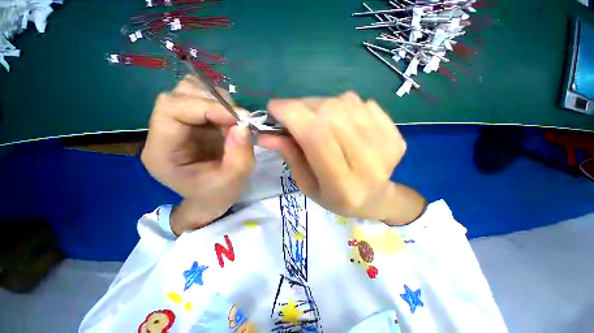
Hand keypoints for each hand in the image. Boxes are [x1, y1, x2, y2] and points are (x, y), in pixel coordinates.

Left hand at [142, 76, 254, 234]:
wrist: (211, 199)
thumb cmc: (217, 194)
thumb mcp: (233, 180)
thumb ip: (239, 155)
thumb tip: (243, 125)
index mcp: (161, 151)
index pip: (172, 109)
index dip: (206, 106)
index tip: (238, 117)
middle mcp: (163, 133)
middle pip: (178, 95)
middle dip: (212, 101)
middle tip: (239, 118)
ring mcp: (177, 126)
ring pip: (190, 92)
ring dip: (217, 101)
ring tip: (235, 121)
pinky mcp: (192, 124)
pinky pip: (203, 101)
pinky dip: (221, 106)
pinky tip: (231, 122)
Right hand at [258, 92, 425, 224]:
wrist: (376, 198)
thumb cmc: (335, 197)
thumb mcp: (307, 185)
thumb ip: (290, 156)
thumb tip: (266, 134)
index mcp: (343, 184)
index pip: (316, 136)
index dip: (291, 114)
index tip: (273, 108)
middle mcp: (368, 162)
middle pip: (330, 114)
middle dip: (302, 107)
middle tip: (294, 116)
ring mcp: (386, 144)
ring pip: (345, 103)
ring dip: (322, 106)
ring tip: (318, 121)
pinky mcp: (394, 132)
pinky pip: (361, 103)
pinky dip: (343, 107)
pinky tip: (343, 124)